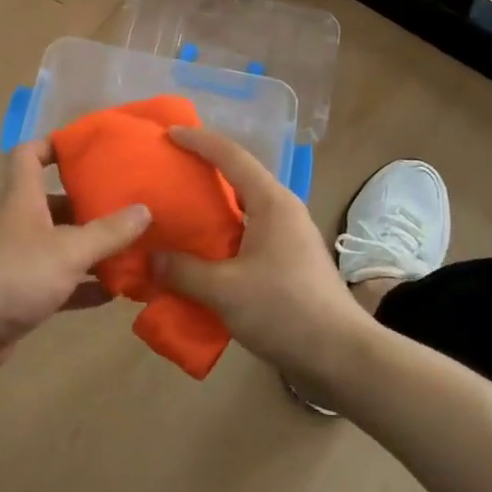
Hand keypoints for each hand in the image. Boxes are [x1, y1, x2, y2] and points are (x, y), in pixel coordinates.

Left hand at [0, 141, 150, 383]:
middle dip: (90, 203)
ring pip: (61, 244)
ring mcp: (19, 260)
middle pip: (55, 202)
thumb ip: (108, 232)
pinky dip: (84, 285)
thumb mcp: (68, 250)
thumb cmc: (15, 276)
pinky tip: (116, 292)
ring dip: (92, 247)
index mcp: (23, 199)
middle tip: (129, 204)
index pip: (30, 155)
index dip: (55, 145)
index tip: (89, 147)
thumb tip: (145, 209)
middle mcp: (19, 223)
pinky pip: (60, 282)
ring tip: (133, 247)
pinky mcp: (21, 293)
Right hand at [154, 127, 368, 386]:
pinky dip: (221, 236)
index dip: (198, 141)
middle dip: (202, 171)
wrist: (341, 356)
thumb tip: (149, 258)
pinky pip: (247, 235)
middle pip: (238, 178)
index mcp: (271, 202)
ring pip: (242, 209)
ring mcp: (288, 237)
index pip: (231, 156)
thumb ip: (183, 270)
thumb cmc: (284, 310)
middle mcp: (282, 210)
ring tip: (176, 212)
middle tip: (167, 173)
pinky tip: (199, 254)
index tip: (168, 134)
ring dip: (211, 208)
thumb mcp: (224, 290)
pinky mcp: (288, 262)